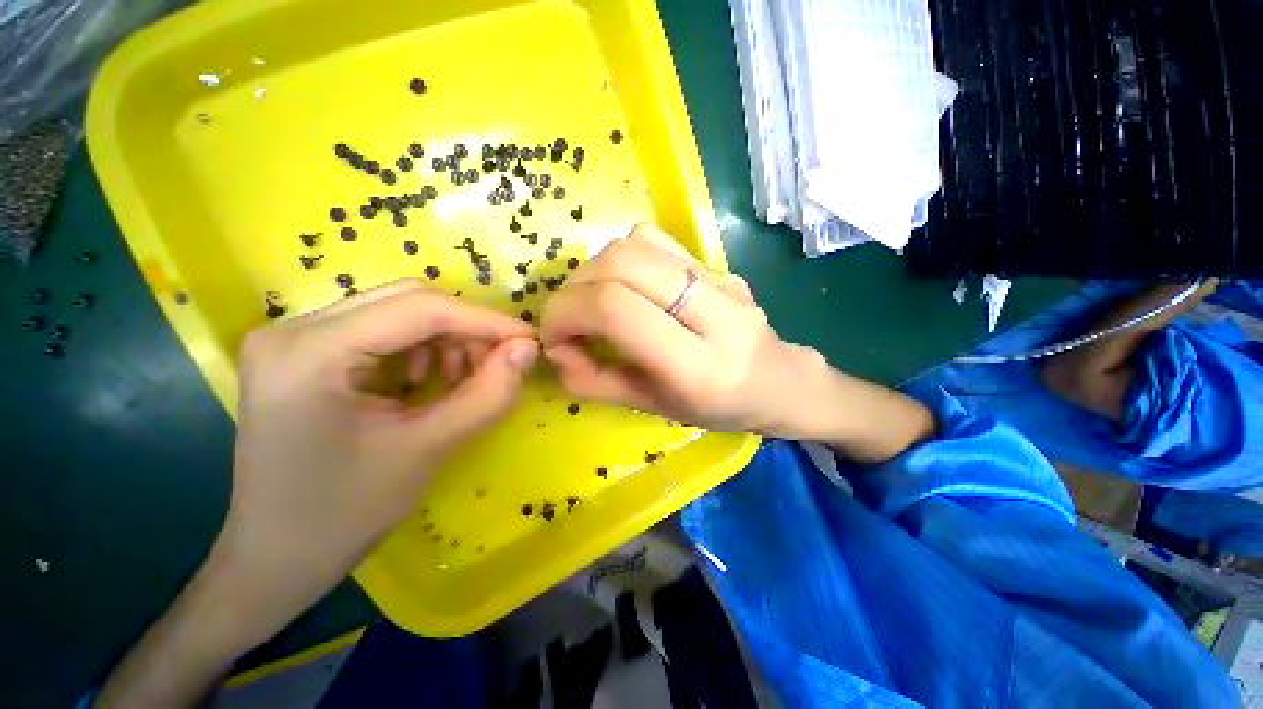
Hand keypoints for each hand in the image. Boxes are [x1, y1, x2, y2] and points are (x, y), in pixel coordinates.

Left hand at [228, 279, 536, 585]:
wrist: (274, 558)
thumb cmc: (342, 514)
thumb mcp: (427, 451)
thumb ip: (487, 395)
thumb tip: (528, 349)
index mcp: (309, 352)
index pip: (419, 309)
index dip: (485, 321)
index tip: (530, 341)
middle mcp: (294, 329)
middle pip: (408, 302)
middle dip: (466, 331)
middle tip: (499, 365)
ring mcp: (295, 339)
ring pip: (400, 313)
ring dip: (446, 340)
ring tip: (462, 380)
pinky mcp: (306, 354)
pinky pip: (383, 332)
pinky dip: (423, 349)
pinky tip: (429, 382)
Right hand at [540, 224, 933, 460]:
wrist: (782, 382)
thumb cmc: (721, 410)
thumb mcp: (656, 409)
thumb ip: (599, 383)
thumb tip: (556, 352)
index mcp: (700, 367)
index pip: (618, 310)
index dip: (568, 314)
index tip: (553, 336)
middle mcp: (716, 313)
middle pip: (623, 264)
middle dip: (575, 288)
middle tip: (567, 318)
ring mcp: (722, 280)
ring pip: (637, 243)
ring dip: (596, 269)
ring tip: (593, 302)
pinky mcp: (720, 264)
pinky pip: (657, 240)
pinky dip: (623, 257)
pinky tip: (626, 285)